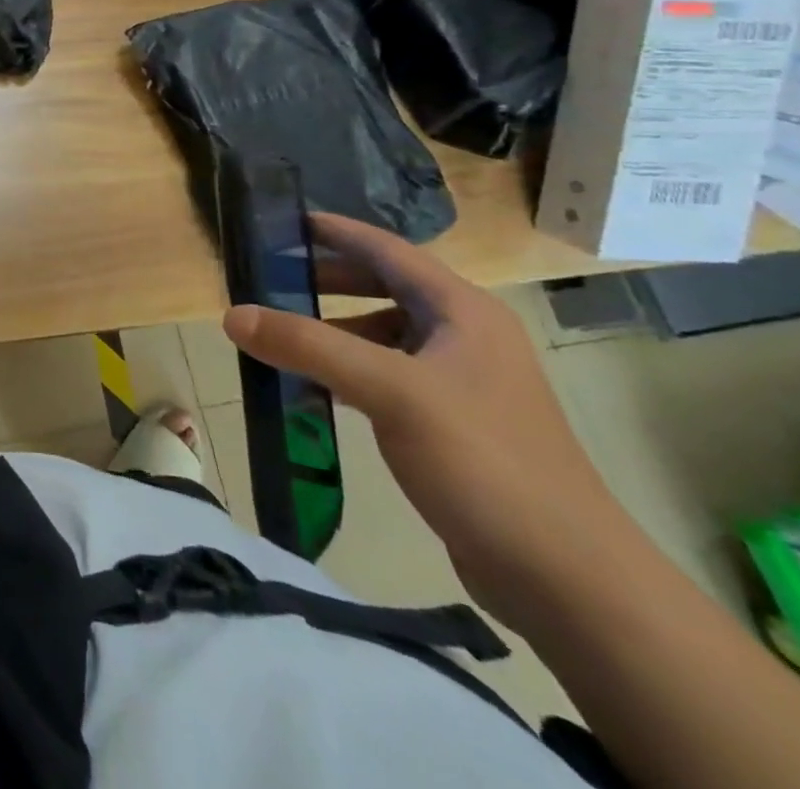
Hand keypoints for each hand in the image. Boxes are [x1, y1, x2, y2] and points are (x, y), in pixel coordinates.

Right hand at [223, 213, 635, 627]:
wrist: (566, 579)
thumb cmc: (483, 461)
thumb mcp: (389, 392)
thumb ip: (308, 346)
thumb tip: (232, 314)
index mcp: (462, 312)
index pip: (388, 251)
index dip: (337, 231)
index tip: (284, 220)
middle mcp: (465, 337)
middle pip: (384, 289)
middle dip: (327, 280)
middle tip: (269, 277)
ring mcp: (461, 383)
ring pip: (383, 336)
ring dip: (332, 330)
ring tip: (280, 334)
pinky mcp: (451, 425)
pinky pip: (386, 378)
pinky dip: (346, 372)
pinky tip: (313, 388)